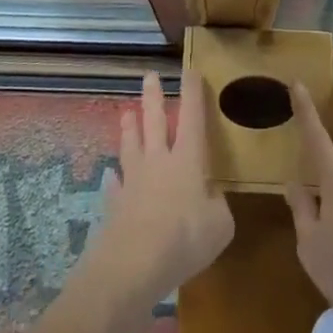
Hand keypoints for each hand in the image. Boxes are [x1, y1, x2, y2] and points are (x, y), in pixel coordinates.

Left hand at [81, 71, 233, 307]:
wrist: (134, 263)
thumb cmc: (185, 238)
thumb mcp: (220, 226)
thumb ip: (218, 206)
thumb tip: (212, 197)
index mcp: (188, 159)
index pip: (192, 116)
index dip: (192, 92)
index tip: (190, 69)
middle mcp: (159, 161)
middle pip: (155, 121)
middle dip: (154, 97)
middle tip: (149, 75)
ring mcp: (134, 180)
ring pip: (131, 145)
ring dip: (130, 128)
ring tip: (126, 113)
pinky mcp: (116, 204)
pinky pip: (115, 185)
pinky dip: (114, 179)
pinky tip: (111, 176)